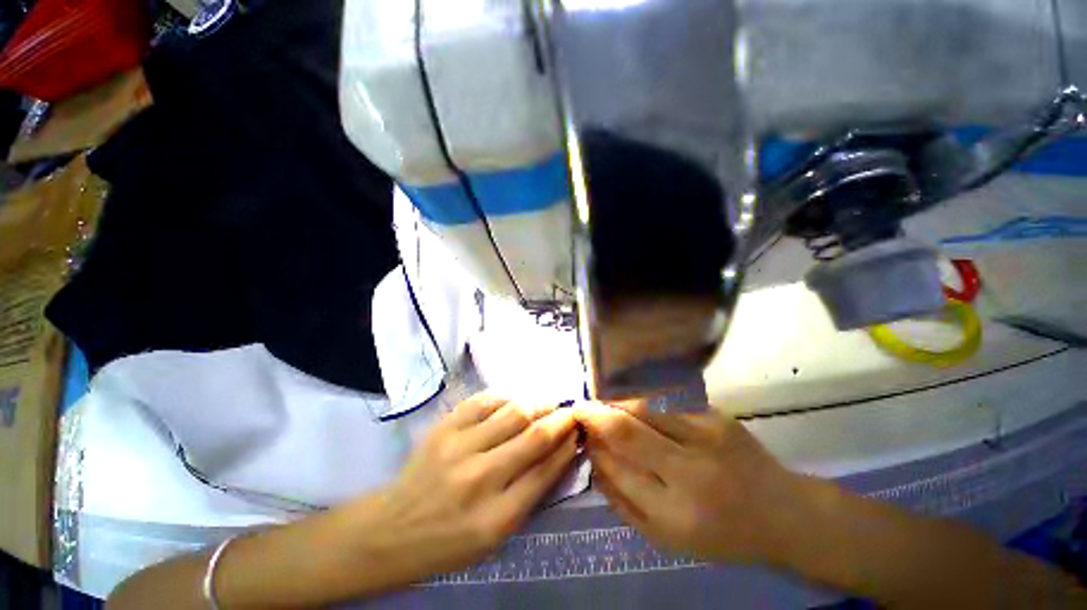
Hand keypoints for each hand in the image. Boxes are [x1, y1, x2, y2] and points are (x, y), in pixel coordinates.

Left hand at [349, 394, 579, 582]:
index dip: (568, 446)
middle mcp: (480, 479)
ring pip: (513, 412)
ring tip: (546, 404)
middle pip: (534, 436)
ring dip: (537, 404)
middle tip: (570, 410)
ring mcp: (459, 448)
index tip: (578, 431)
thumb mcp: (496, 536)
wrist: (391, 530)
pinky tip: (513, 402)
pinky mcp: (444, 428)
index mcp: (497, 518)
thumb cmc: (448, 541)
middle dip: (560, 418)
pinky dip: (505, 398)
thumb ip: (530, 494)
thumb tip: (558, 453)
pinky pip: (484, 401)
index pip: (546, 471)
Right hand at [575, 402, 804, 563]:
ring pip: (643, 408)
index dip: (593, 446)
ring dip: (615, 403)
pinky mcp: (715, 415)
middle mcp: (690, 472)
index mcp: (675, 514)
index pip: (616, 468)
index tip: (580, 434)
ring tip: (603, 406)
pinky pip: (664, 402)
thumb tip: (593, 461)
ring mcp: (706, 436)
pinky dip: (640, 401)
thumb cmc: (721, 534)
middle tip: (581, 410)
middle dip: (595, 415)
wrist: (780, 512)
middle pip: (626, 430)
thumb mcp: (666, 539)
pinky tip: (631, 404)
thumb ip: (623, 502)